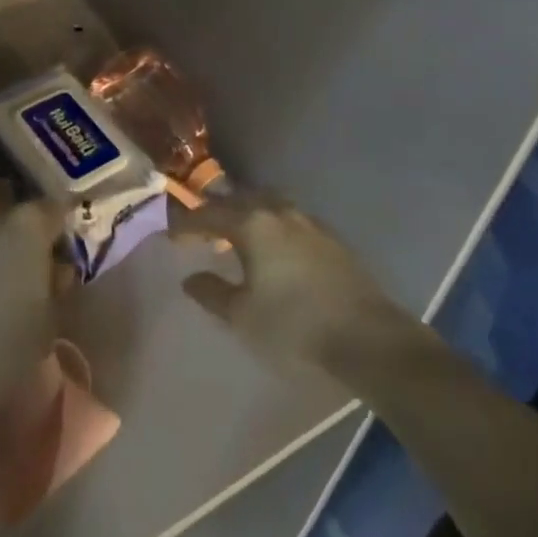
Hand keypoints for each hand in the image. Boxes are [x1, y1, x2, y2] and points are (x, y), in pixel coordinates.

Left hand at [0, 180, 69, 415]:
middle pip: (1, 193)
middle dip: (5, 213)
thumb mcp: (49, 321)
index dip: (53, 229)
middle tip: (7, 250)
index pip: (52, 209)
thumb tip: (55, 270)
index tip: (53, 249)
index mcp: (28, 224)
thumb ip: (53, 284)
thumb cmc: (7, 351)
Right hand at [169, 196, 413, 376]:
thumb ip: (212, 293)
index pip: (208, 214)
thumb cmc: (294, 327)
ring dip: (245, 214)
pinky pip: (287, 218)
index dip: (186, 224)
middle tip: (200, 231)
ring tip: (235, 235)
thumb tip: (189, 278)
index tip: (171, 236)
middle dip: (215, 213)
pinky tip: (271, 247)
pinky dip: (269, 224)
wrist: (366, 336)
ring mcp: (307, 221)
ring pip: (266, 204)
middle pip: (238, 200)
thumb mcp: (242, 317)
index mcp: (252, 224)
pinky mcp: (329, 237)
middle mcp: (278, 211)